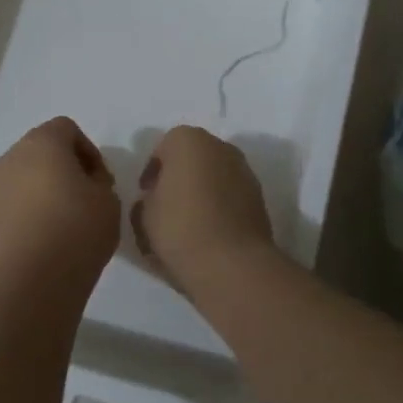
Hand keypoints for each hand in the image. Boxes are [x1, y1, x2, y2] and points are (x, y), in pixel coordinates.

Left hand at [0, 117, 121, 288]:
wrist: (37, 277)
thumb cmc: (79, 229)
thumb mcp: (108, 199)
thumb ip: (97, 179)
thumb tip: (83, 181)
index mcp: (42, 144)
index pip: (66, 129)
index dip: (86, 151)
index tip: (98, 180)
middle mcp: (9, 159)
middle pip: (37, 153)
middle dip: (57, 170)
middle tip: (79, 201)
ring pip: (16, 182)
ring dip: (35, 195)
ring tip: (55, 227)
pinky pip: (3, 211)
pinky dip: (18, 220)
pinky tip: (34, 245)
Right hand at [129, 126, 277, 296]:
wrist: (231, 263)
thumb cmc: (179, 228)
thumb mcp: (144, 215)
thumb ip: (146, 199)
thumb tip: (154, 199)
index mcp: (188, 140)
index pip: (163, 148)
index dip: (152, 172)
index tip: (145, 193)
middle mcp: (220, 147)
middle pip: (193, 157)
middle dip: (180, 176)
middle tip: (166, 204)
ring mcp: (244, 171)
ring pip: (215, 175)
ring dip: (202, 190)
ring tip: (189, 220)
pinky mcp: (259, 197)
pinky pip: (231, 195)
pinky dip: (220, 205)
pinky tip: (209, 230)